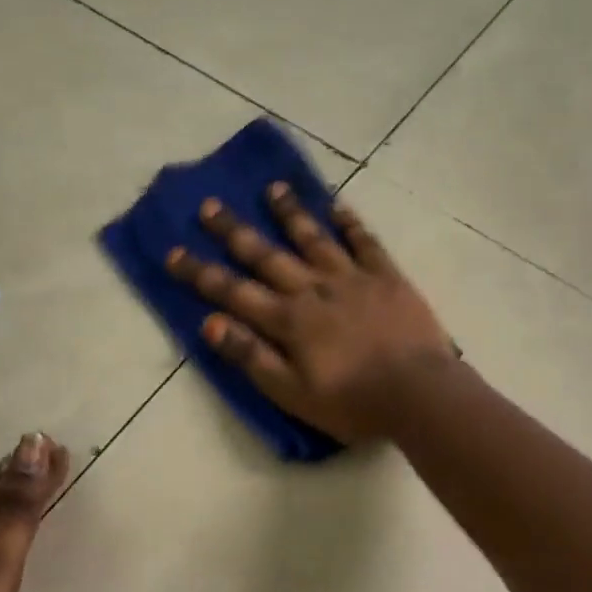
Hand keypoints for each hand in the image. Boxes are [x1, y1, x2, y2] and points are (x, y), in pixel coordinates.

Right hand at [165, 184, 454, 441]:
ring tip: (273, 188)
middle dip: (234, 231)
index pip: (233, 292)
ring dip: (290, 213)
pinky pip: (365, 242)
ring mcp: (352, 278)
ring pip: (314, 238)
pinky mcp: (387, 277)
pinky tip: (337, 206)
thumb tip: (209, 323)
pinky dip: (350, 223)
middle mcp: (314, 289)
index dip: (200, 273)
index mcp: (289, 320)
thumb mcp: (292, 394)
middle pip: (267, 255)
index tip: (172, 252)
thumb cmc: (352, 402)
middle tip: (209, 204)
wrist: (419, 394)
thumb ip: (251, 357)